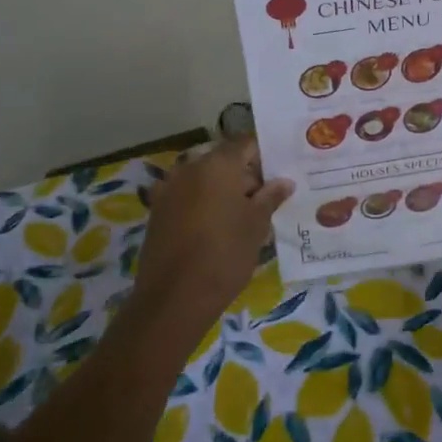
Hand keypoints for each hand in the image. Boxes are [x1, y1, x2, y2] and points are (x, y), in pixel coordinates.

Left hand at [131, 137, 293, 338]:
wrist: (174, 297)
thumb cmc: (224, 255)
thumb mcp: (256, 226)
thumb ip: (270, 198)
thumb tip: (284, 182)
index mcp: (217, 164)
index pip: (246, 144)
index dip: (265, 155)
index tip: (280, 171)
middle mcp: (189, 168)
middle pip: (223, 161)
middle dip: (244, 176)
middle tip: (266, 199)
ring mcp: (169, 188)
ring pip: (204, 180)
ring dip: (222, 191)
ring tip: (243, 216)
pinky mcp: (157, 211)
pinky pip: (187, 197)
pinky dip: (203, 204)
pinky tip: (217, 228)